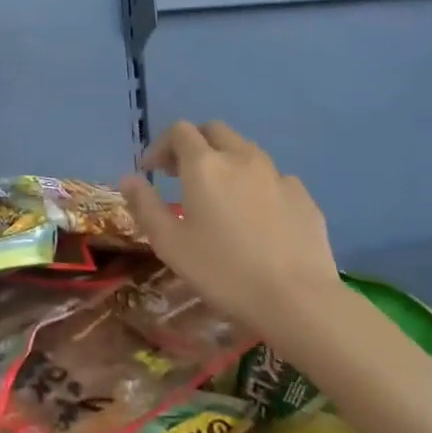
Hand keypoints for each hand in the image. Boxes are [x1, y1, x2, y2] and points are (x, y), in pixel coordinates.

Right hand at [120, 121, 341, 341]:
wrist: (299, 301)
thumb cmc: (224, 271)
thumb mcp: (170, 243)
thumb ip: (145, 205)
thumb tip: (128, 178)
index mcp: (204, 164)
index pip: (179, 131)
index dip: (161, 146)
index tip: (152, 171)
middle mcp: (241, 157)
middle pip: (214, 131)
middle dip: (195, 144)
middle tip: (182, 174)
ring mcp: (277, 175)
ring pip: (246, 151)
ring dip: (226, 161)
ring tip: (220, 195)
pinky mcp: (303, 196)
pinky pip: (274, 178)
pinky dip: (257, 185)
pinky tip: (257, 216)